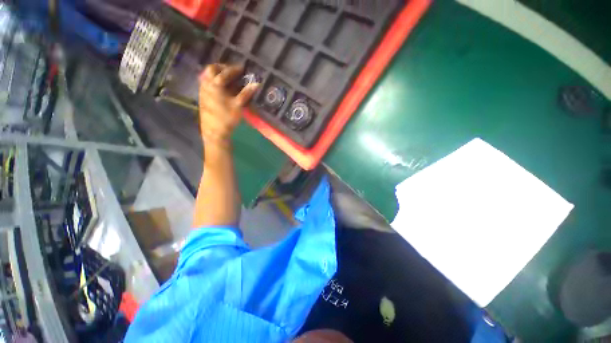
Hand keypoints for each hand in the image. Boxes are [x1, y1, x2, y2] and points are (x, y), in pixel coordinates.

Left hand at [198, 64, 259, 146]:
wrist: (214, 131)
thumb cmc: (227, 118)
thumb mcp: (238, 105)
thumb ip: (246, 93)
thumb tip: (256, 83)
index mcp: (215, 85)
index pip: (225, 72)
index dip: (234, 69)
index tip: (242, 68)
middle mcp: (206, 84)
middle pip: (211, 69)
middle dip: (221, 67)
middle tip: (231, 70)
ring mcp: (202, 90)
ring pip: (206, 75)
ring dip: (216, 73)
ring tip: (226, 78)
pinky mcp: (202, 97)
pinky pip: (205, 82)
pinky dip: (212, 80)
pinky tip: (220, 87)